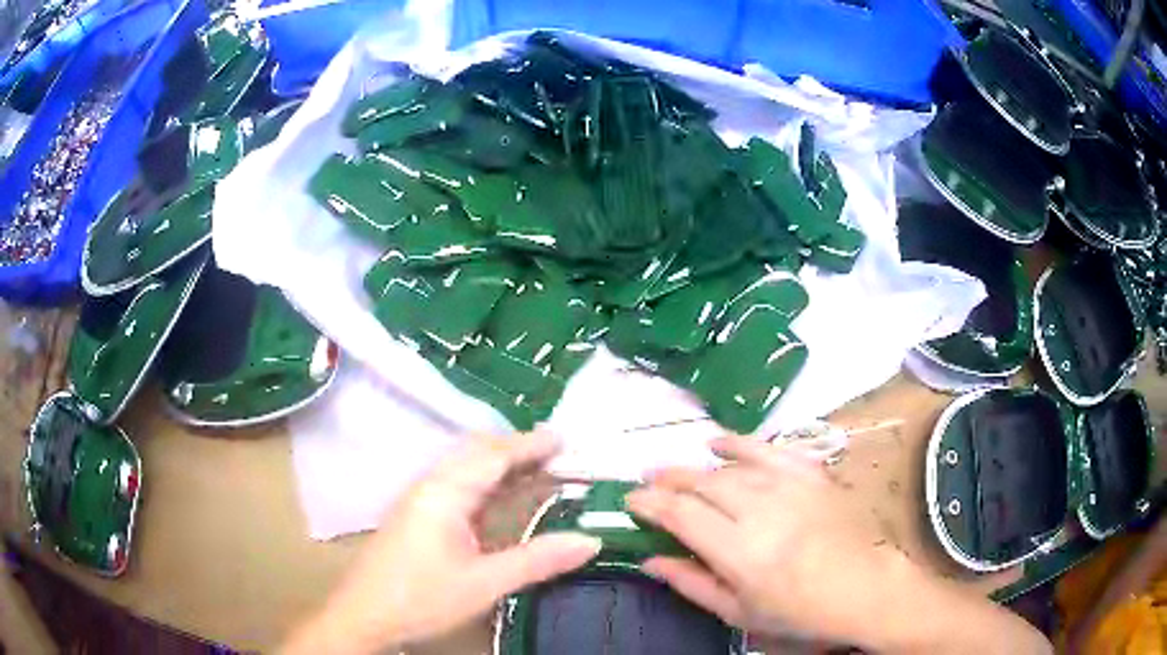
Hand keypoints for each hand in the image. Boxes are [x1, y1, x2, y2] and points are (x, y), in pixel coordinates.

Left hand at [283, 432, 601, 653]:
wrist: (364, 616)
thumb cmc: (421, 597)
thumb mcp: (485, 583)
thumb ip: (537, 560)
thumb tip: (591, 541)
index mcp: (444, 492)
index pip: (493, 456)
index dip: (530, 445)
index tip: (565, 438)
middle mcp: (430, 486)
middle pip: (477, 455)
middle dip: (517, 451)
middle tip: (558, 454)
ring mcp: (420, 501)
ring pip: (466, 471)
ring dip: (502, 468)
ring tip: (538, 472)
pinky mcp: (417, 518)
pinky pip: (459, 488)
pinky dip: (487, 487)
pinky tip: (501, 502)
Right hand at [627, 437, 1051, 653]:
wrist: (865, 587)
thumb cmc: (799, 612)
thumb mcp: (739, 612)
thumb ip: (692, 583)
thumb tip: (651, 560)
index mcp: (739, 551)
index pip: (680, 514)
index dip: (649, 503)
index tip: (630, 501)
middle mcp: (760, 509)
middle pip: (701, 482)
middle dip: (667, 479)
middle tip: (646, 481)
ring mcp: (789, 486)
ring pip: (729, 465)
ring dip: (696, 463)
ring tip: (675, 466)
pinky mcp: (811, 473)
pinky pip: (768, 449)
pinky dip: (740, 442)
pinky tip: (719, 441)